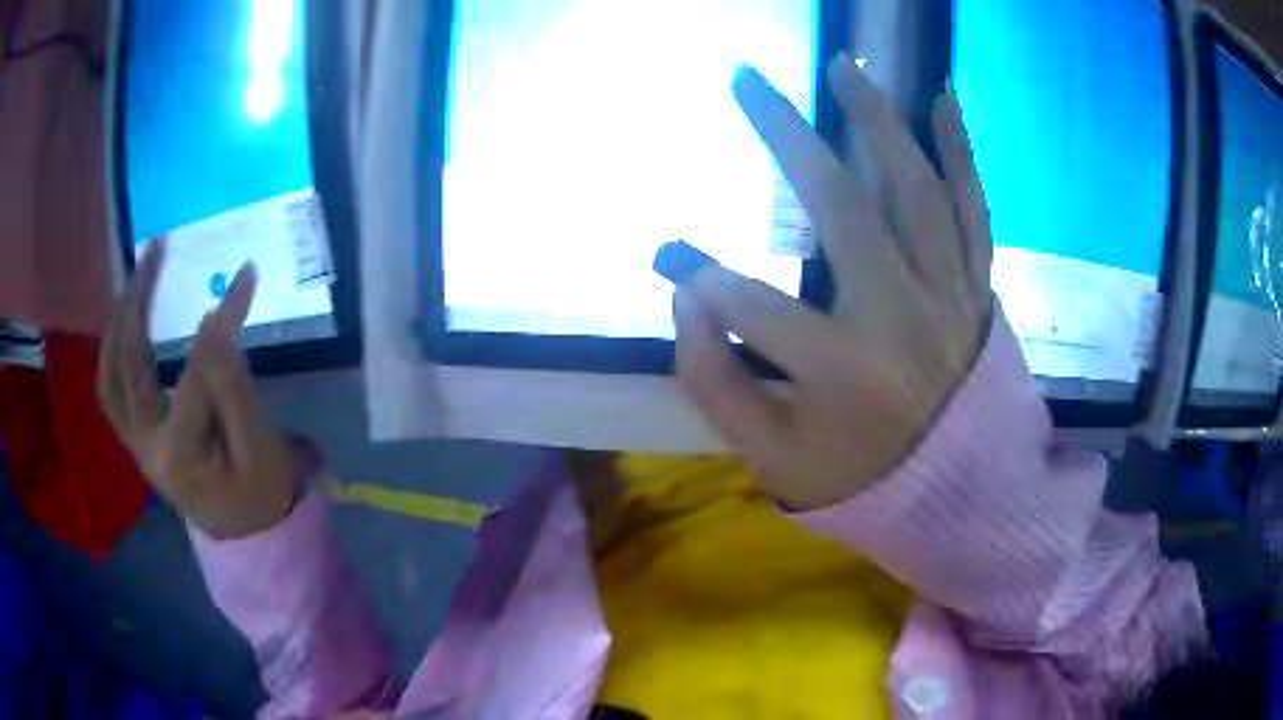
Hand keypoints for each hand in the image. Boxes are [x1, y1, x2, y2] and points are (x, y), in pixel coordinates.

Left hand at [98, 241, 298, 538]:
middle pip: (129, 362)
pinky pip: (111, 390)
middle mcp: (144, 445)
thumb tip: (215, 323)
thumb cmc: (259, 494)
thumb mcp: (259, 446)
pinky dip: (113, 350)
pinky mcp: (135, 440)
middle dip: (139, 299)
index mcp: (179, 452)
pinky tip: (125, 322)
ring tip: (135, 277)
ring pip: (110, 375)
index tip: (245, 275)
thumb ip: (233, 386)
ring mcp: (134, 443)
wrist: (245, 537)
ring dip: (118, 321)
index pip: (195, 369)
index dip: (221, 320)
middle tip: (157, 249)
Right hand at [674, 56, 992, 510]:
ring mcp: (948, 293)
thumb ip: (717, 382)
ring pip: (915, 188)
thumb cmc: (866, 481)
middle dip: (785, 135)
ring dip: (876, 119)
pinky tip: (943, 98)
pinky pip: (974, 208)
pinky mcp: (976, 286)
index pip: (750, 306)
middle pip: (840, 206)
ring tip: (845, 64)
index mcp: (842, 371)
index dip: (700, 276)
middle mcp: (900, 315)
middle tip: (746, 80)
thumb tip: (687, 297)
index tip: (670, 254)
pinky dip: (961, 151)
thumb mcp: (774, 457)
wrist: (963, 496)